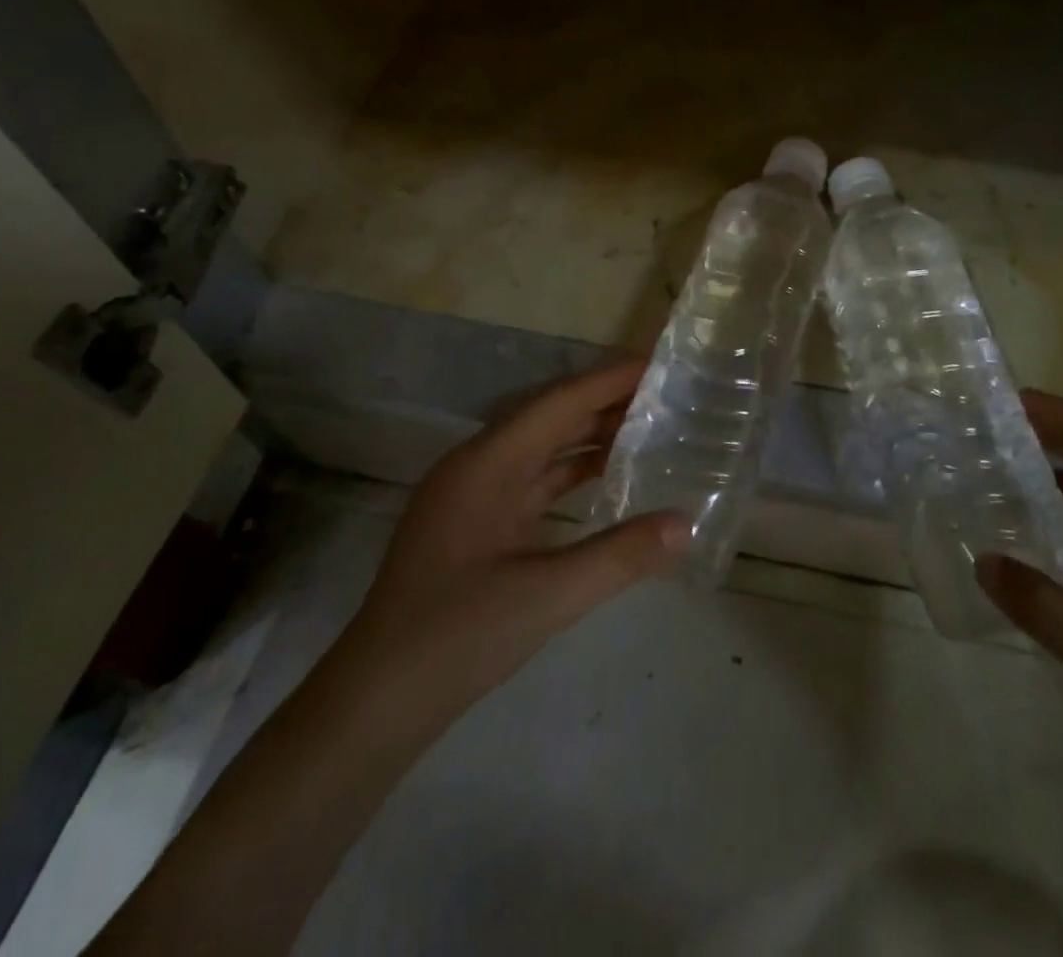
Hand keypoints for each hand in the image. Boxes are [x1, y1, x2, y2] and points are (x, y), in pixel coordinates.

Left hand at [350, 359, 688, 700]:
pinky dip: (571, 473)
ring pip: (541, 450)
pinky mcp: (477, 525)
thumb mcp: (547, 596)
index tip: (657, 363)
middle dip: (605, 404)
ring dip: (590, 437)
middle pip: (550, 419)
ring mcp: (473, 496)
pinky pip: (533, 481)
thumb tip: (685, 523)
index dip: (609, 380)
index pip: (558, 403)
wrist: (377, 701)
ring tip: (648, 427)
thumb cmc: (457, 637)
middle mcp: (477, 466)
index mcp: (486, 464)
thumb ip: (620, 556)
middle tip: (665, 394)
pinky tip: (607, 476)